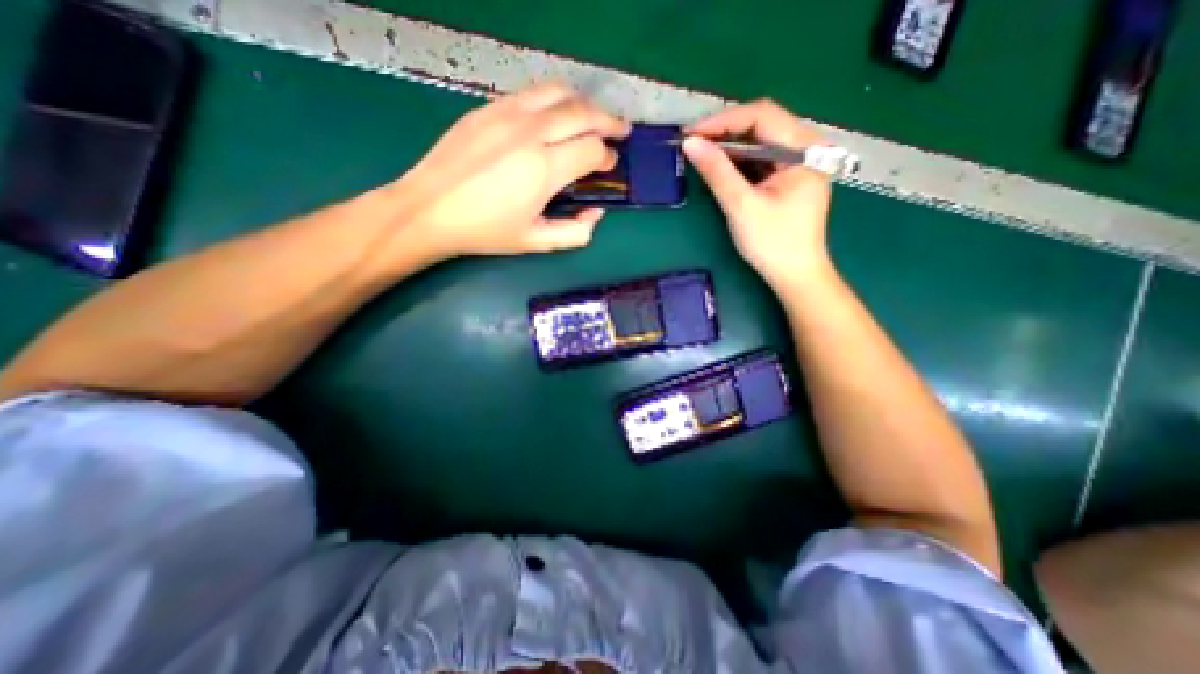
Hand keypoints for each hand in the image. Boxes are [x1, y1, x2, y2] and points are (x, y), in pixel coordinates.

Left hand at [395, 81, 635, 260]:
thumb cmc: (486, 230)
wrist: (430, 209)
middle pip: (583, 113)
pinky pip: (532, 93)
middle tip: (620, 131)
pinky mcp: (489, 107)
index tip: (608, 166)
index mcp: (544, 169)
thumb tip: (596, 213)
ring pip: (559, 93)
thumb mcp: (536, 242)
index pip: (592, 148)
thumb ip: (575, 232)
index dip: (607, 157)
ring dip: (584, 103)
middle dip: (608, 121)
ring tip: (594, 117)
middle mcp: (531, 132)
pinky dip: (555, 99)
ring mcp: (507, 113)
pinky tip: (557, 114)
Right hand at [684, 98, 835, 291]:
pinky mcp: (790, 178)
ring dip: (730, 147)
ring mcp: (800, 162)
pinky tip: (721, 169)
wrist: (795, 275)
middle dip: (725, 132)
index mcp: (805, 148)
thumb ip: (717, 172)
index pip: (762, 115)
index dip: (723, 121)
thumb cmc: (772, 243)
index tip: (691, 134)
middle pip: (762, 125)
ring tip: (701, 155)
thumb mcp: (741, 206)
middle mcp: (807, 147)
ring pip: (760, 142)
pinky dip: (739, 162)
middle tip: (693, 144)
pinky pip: (761, 160)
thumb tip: (690, 143)